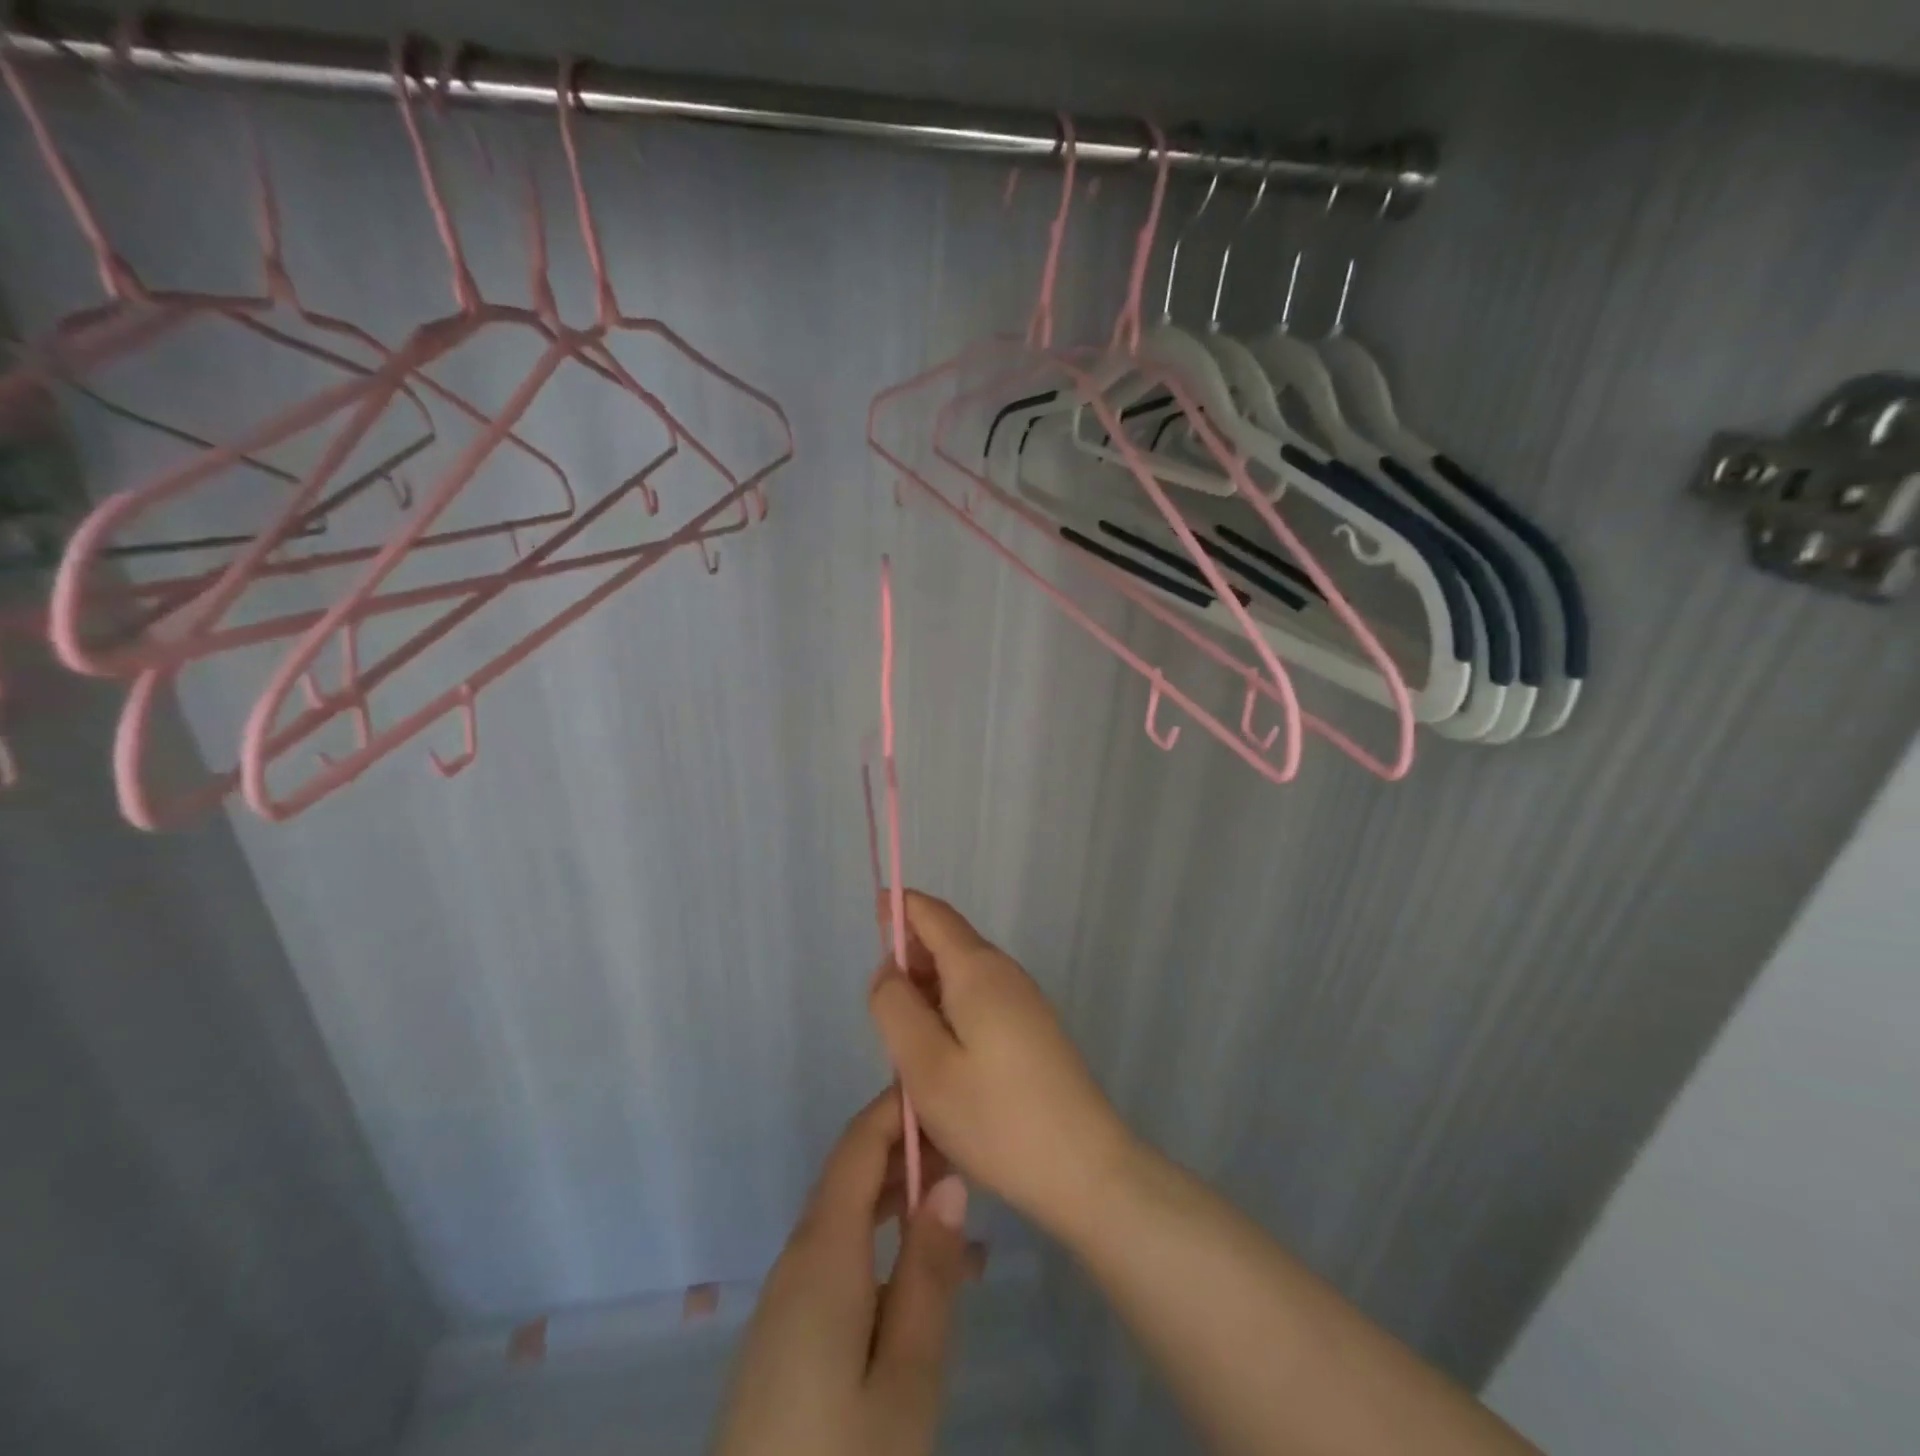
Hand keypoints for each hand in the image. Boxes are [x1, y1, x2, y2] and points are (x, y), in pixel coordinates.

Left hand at [711, 1091, 976, 1455]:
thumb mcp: (907, 1376)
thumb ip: (928, 1272)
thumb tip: (947, 1181)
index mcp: (822, 1254)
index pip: (856, 1148)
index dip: (893, 1109)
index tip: (937, 1084)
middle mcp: (796, 1260)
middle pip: (848, 1177)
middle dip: (902, 1149)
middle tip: (963, 1144)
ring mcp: (785, 1299)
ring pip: (843, 1217)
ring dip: (893, 1195)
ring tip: (954, 1197)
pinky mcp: (785, 1334)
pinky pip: (835, 1257)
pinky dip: (877, 1238)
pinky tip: (919, 1268)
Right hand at [869, 890, 1134, 1232]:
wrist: (1085, 1170)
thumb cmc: (996, 1117)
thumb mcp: (925, 1066)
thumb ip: (895, 1007)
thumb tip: (890, 968)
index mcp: (977, 969)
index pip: (934, 915)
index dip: (901, 907)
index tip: (874, 912)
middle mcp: (1004, 973)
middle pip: (949, 943)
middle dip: (911, 959)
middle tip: (880, 1011)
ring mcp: (1024, 1001)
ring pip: (963, 976)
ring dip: (929, 991)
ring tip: (905, 1042)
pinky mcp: (1033, 1029)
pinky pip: (980, 1001)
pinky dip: (950, 1011)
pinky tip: (941, 1056)